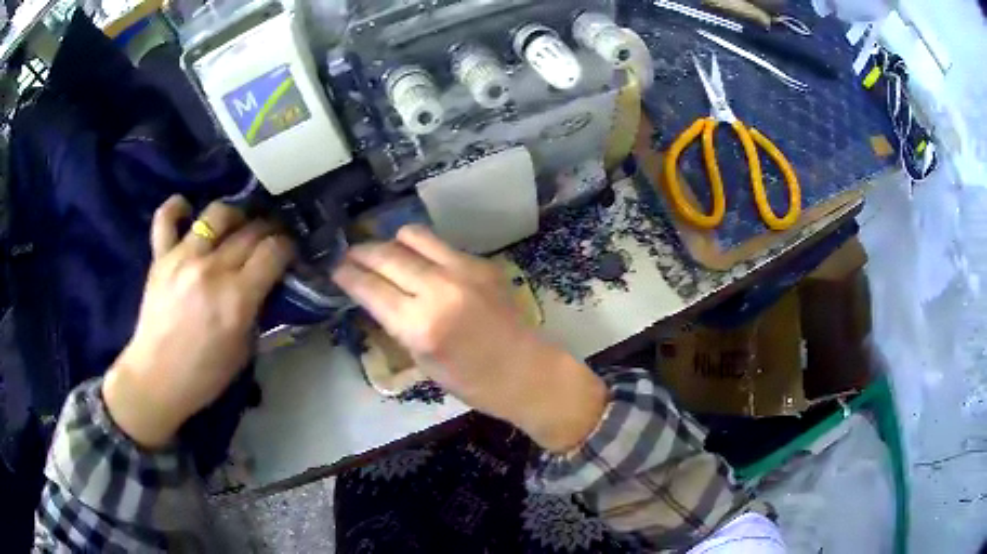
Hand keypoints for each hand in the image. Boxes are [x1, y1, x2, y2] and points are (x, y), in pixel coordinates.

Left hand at [102, 196, 293, 448]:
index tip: (289, 252)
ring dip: (235, 215)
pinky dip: (177, 208)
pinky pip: (166, 218)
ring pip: (217, 215)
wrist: (156, 380)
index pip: (273, 252)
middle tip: (270, 238)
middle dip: (268, 229)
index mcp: (237, 299)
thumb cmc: (204, 374)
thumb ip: (257, 312)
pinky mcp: (160, 258)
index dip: (287, 247)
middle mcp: (212, 270)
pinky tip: (188, 211)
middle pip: (250, 230)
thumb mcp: (244, 350)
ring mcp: (183, 258)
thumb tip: (267, 285)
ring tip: (238, 224)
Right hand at [332, 226, 606, 452]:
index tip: (334, 269)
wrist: (527, 372)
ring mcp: (464, 270)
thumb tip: (372, 295)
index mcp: (420, 325)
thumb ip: (394, 323)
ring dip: (390, 242)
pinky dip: (420, 250)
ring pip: (413, 236)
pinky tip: (417, 263)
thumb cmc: (472, 382)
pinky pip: (440, 245)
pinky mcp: (481, 263)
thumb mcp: (421, 360)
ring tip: (382, 254)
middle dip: (361, 253)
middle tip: (348, 256)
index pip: (370, 287)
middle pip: (386, 255)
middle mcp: (439, 288)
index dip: (346, 275)